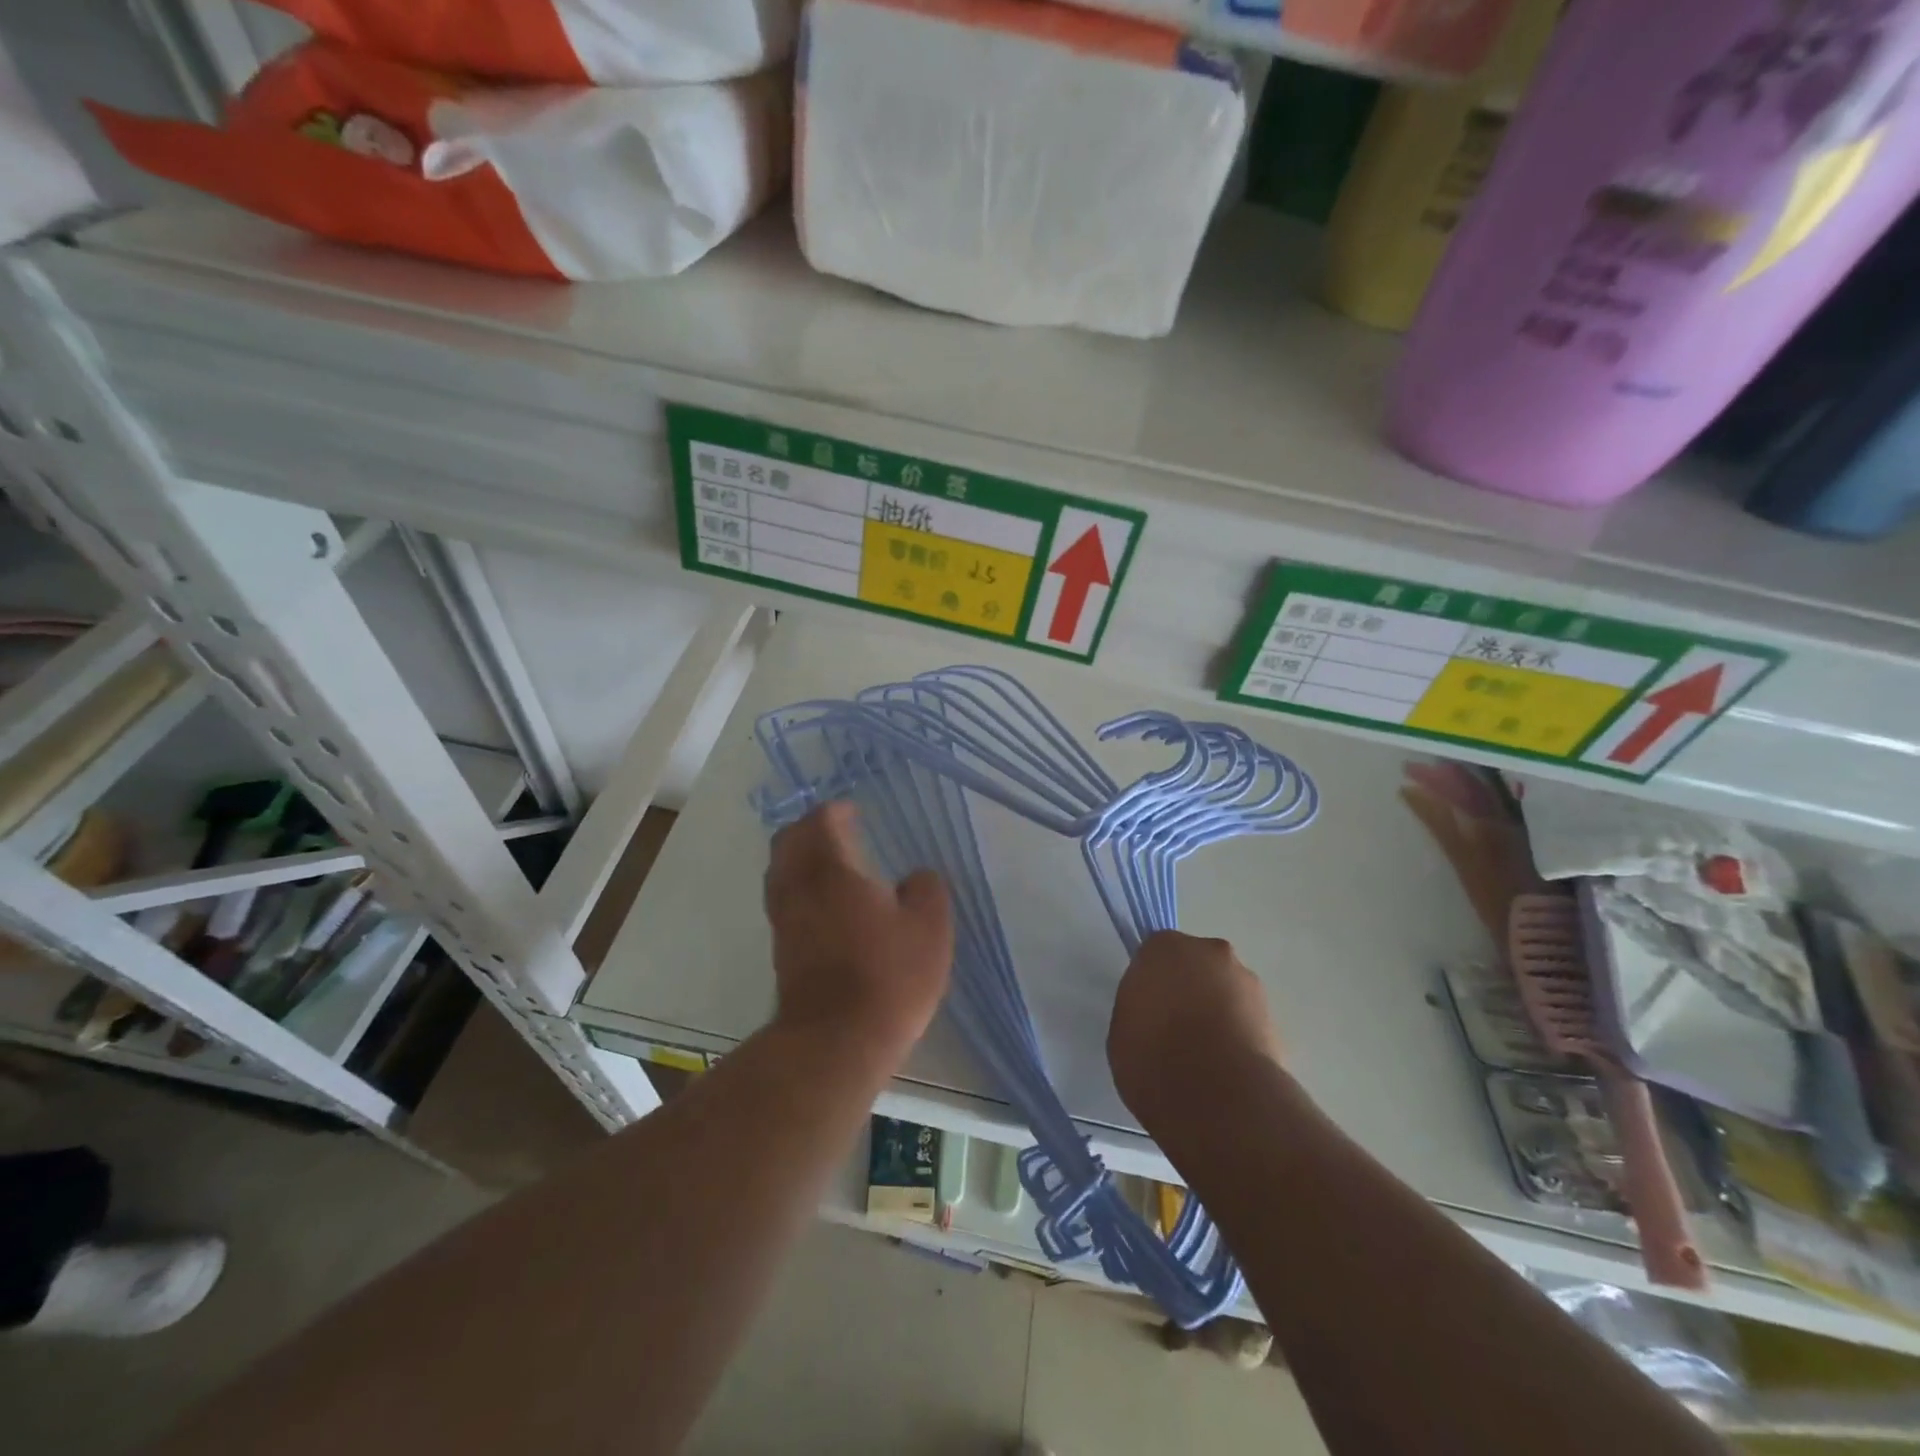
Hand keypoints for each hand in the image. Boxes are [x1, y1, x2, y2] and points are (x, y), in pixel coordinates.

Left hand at [764, 802, 952, 1063]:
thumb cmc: (887, 976)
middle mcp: (798, 887)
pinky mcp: (781, 950)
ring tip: (832, 865)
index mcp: (830, 870)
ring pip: (781, 873)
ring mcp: (783, 920)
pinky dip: (800, 888)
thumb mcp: (929, 927)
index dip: (836, 812)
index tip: (854, 812)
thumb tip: (915, 878)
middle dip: (810, 830)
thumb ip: (926, 889)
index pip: (820, 822)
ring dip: (801, 859)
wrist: (836, 1042)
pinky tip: (828, 904)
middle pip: (788, 842)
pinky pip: (784, 901)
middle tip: (838, 831)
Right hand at [1108, 931, 1282, 1126]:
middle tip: (1176, 1030)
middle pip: (1195, 964)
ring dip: (1217, 1010)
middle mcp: (1210, 952)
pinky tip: (1226, 1068)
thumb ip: (1139, 1007)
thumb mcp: (1122, 1029)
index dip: (1151, 983)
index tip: (1147, 1011)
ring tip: (1205, 1056)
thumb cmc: (1153, 1057)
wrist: (1218, 1098)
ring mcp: (1247, 982)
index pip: (1154, 955)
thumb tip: (1154, 1013)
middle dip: (1188, 989)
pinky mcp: (1274, 1016)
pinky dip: (1238, 1034)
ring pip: (1225, 990)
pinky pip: (1246, 1019)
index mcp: (1165, 948)